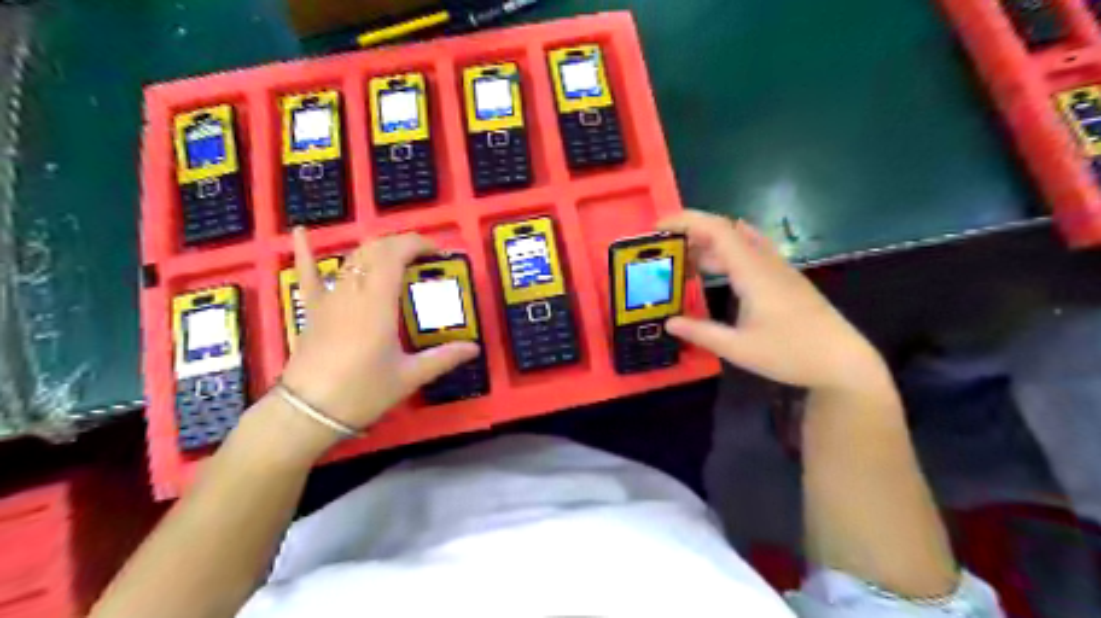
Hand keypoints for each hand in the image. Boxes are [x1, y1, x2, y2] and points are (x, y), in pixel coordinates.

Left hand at [277, 230, 481, 437]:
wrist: (308, 413)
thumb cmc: (362, 393)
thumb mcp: (408, 376)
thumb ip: (443, 358)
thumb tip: (474, 349)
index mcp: (378, 303)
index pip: (395, 254)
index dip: (417, 244)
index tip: (437, 253)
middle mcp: (353, 292)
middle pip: (375, 250)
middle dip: (401, 244)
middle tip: (423, 258)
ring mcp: (329, 298)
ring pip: (352, 258)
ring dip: (376, 249)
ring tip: (396, 255)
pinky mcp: (313, 309)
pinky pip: (307, 274)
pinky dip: (306, 251)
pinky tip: (304, 232)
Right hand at [662, 211, 883, 392]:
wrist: (843, 361)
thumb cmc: (791, 354)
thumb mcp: (738, 348)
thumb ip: (701, 332)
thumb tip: (668, 322)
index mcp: (753, 272)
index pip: (717, 230)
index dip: (686, 221)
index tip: (659, 228)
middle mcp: (765, 262)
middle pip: (725, 231)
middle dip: (691, 233)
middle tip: (664, 250)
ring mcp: (778, 269)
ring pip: (738, 242)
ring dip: (709, 245)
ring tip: (683, 261)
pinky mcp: (784, 279)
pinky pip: (750, 253)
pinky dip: (727, 253)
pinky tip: (718, 264)